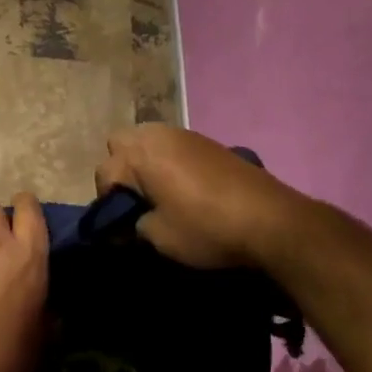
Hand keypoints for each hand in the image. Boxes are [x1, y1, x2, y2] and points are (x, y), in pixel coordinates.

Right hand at [96, 124, 308, 269]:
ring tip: (158, 193)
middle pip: (120, 143)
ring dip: (143, 161)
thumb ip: (134, 226)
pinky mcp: (203, 140)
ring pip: (145, 138)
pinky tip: (182, 186)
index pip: (104, 173)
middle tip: (136, 201)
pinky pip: (170, 143)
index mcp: (138, 155)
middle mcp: (155, 135)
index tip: (120, 229)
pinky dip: (166, 160)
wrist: (267, 217)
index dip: (107, 203)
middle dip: (121, 169)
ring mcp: (181, 133)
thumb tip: (126, 225)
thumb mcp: (160, 237)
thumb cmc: (205, 227)